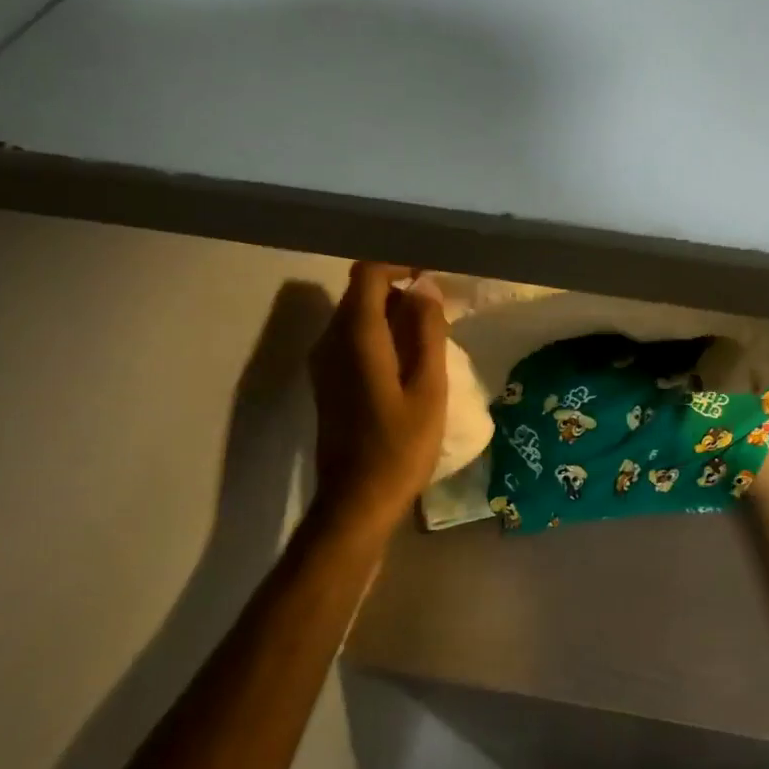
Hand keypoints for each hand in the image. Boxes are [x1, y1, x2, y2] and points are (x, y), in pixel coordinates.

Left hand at [310, 262, 448, 531]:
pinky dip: (382, 337)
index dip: (400, 267)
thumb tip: (425, 286)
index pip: (368, 275)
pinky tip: (411, 364)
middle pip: (362, 294)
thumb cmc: (401, 446)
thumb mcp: (428, 387)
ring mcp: (324, 363)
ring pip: (357, 317)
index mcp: (356, 338)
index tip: (435, 280)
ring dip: (393, 316)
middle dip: (401, 292)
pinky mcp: (328, 382)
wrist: (358, 501)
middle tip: (444, 313)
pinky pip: (353, 340)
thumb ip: (426, 331)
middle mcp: (330, 342)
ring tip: (434, 338)